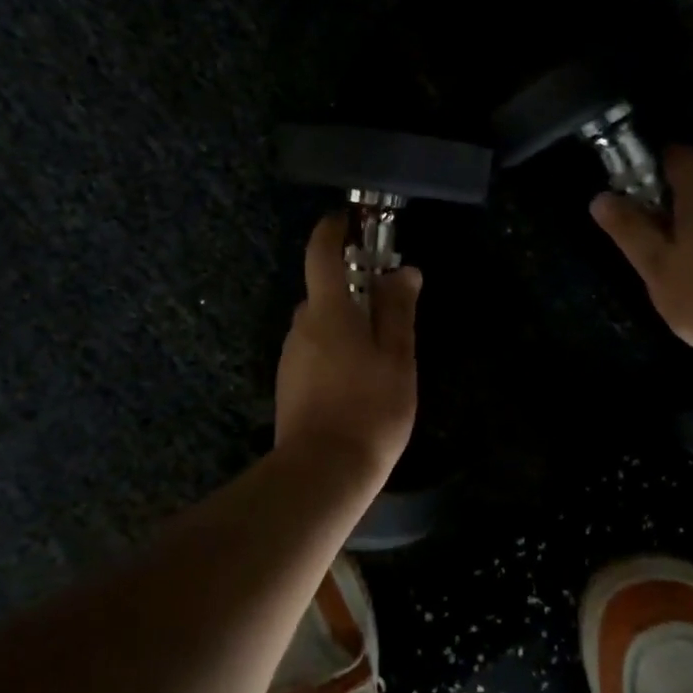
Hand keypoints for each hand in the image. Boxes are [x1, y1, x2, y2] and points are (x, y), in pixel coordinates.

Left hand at [274, 214, 421, 483]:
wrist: (323, 471)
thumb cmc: (369, 408)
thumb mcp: (397, 357)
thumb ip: (398, 310)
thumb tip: (403, 271)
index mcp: (328, 311)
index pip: (320, 253)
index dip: (332, 230)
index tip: (347, 221)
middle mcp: (301, 326)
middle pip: (323, 292)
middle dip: (352, 288)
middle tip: (388, 305)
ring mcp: (291, 356)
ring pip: (319, 324)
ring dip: (344, 323)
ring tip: (379, 352)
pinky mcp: (289, 383)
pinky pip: (313, 350)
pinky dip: (334, 349)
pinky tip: (357, 380)